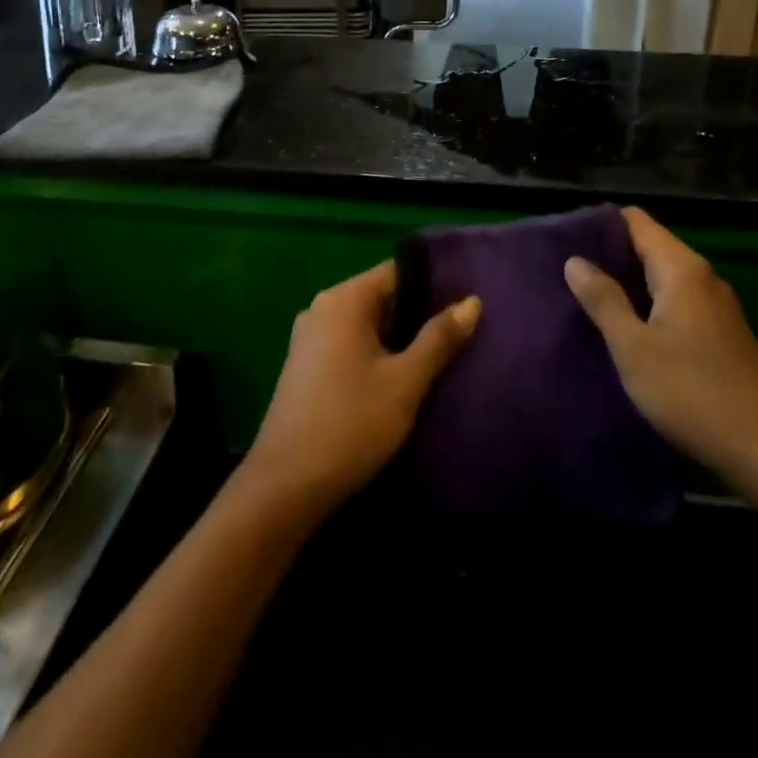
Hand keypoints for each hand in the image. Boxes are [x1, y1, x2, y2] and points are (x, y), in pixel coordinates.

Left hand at [241, 262, 479, 519]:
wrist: (286, 485)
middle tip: (459, 333)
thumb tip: (472, 302)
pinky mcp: (305, 366)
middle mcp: (322, 308)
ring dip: (398, 338)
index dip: (433, 284)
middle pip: (380, 297)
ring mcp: (309, 338)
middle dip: (417, 314)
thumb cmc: (351, 423)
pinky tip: (400, 379)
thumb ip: (439, 339)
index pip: (396, 272)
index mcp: (343, 300)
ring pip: (365, 325)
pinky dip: (375, 354)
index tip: (464, 301)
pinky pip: (349, 345)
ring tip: (439, 356)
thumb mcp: (405, 382)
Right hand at [564, 207, 757, 493]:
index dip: (599, 224)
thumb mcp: (634, 348)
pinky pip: (674, 303)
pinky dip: (646, 306)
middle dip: (608, 256)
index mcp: (682, 269)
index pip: (636, 221)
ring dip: (626, 284)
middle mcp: (702, 277)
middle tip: (566, 272)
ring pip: (660, 278)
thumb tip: (574, 260)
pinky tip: (624, 329)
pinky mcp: (720, 335)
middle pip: (648, 246)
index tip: (564, 241)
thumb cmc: (693, 393)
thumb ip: (603, 300)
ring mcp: (715, 307)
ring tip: (585, 298)